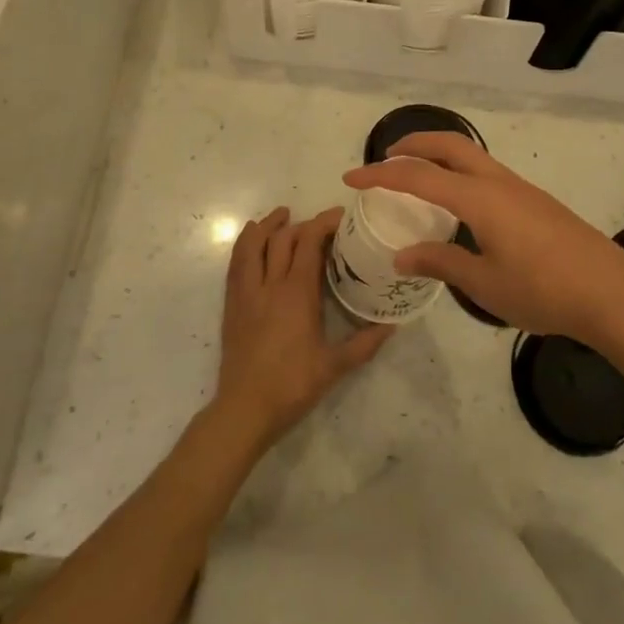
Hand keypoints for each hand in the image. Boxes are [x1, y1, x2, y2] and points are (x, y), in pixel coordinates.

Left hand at [211, 206, 392, 452]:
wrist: (244, 408)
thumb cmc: (292, 385)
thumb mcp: (334, 366)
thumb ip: (364, 344)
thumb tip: (392, 326)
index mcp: (297, 294)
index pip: (308, 243)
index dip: (323, 223)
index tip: (340, 216)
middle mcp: (269, 284)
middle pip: (282, 239)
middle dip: (301, 224)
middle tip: (319, 225)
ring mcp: (246, 292)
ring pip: (252, 245)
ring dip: (267, 225)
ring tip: (281, 215)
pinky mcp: (232, 304)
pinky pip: (236, 263)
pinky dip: (245, 244)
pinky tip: (252, 239)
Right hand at [343, 133, 623, 347]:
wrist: (613, 294)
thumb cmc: (543, 291)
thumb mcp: (484, 283)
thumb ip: (440, 263)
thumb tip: (402, 255)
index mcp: (478, 198)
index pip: (417, 176)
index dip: (380, 175)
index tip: (350, 178)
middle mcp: (498, 182)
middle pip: (448, 145)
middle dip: (413, 145)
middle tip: (386, 159)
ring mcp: (521, 188)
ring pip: (471, 155)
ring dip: (439, 156)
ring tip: (418, 179)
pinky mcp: (537, 201)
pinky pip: (487, 172)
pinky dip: (460, 172)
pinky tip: (460, 205)